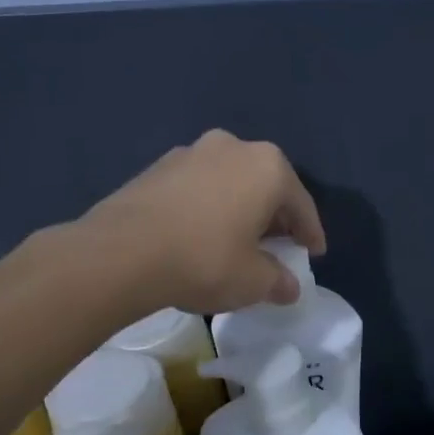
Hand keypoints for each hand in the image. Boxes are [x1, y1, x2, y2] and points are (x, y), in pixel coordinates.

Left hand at [81, 130, 326, 314]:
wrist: (120, 253)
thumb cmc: (204, 260)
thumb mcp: (253, 281)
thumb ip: (278, 281)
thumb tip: (288, 287)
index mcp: (267, 167)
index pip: (301, 204)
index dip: (310, 233)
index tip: (314, 253)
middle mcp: (233, 147)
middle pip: (266, 186)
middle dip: (274, 217)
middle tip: (279, 246)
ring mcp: (191, 152)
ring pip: (230, 183)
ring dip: (239, 208)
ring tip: (237, 240)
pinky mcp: (157, 167)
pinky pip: (198, 187)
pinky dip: (208, 207)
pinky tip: (201, 234)